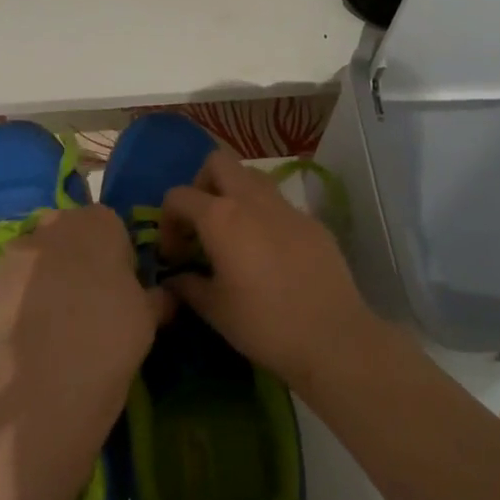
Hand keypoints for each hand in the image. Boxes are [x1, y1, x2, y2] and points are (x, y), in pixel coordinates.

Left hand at [0, 206, 169, 418]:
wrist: (50, 376)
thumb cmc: (113, 333)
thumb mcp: (150, 315)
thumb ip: (156, 296)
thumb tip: (165, 296)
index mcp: (101, 221)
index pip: (112, 228)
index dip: (116, 257)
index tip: (120, 288)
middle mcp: (57, 223)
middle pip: (69, 234)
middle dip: (76, 258)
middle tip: (87, 301)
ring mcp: (19, 249)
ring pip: (36, 256)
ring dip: (44, 276)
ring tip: (53, 321)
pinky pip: (11, 282)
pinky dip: (18, 298)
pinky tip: (28, 331)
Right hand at [159, 151, 381, 389]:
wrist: (332, 337)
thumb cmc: (263, 323)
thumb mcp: (214, 309)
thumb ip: (188, 286)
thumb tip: (174, 279)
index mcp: (220, 217)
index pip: (179, 196)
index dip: (167, 222)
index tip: (175, 256)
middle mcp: (252, 199)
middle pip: (218, 163)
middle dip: (202, 185)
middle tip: (201, 223)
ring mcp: (286, 206)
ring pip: (252, 176)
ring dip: (235, 193)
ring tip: (233, 233)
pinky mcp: (311, 221)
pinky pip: (279, 204)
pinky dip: (264, 216)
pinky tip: (269, 253)